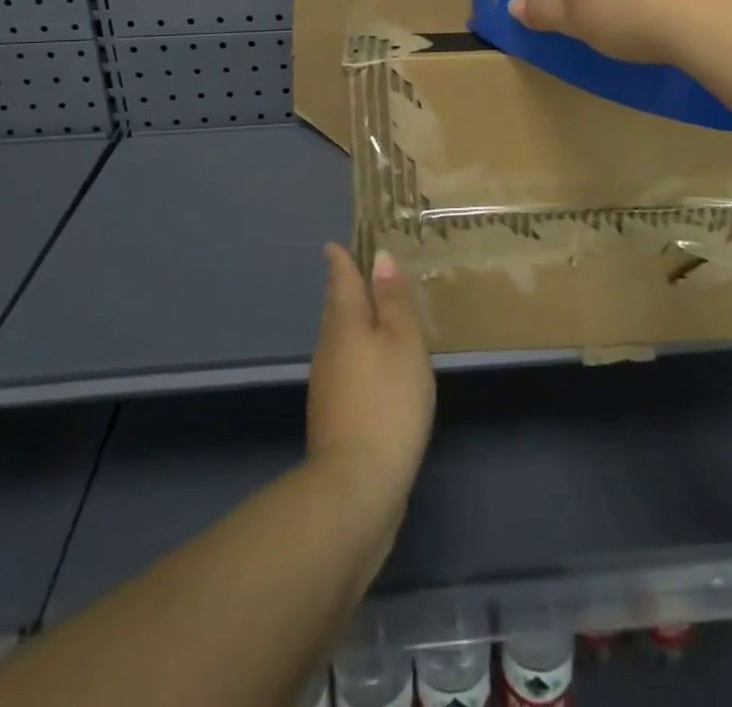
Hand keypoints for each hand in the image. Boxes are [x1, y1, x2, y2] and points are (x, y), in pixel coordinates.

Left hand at [308, 243, 435, 537]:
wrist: (356, 486)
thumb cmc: (388, 400)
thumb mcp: (403, 342)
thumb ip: (393, 300)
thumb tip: (380, 258)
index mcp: (344, 322)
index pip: (341, 279)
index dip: (341, 259)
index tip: (335, 244)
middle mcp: (328, 347)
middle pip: (337, 308)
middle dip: (347, 289)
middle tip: (362, 271)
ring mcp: (327, 384)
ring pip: (340, 339)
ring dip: (355, 322)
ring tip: (377, 313)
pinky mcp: (334, 415)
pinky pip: (347, 366)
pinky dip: (360, 354)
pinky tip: (377, 365)